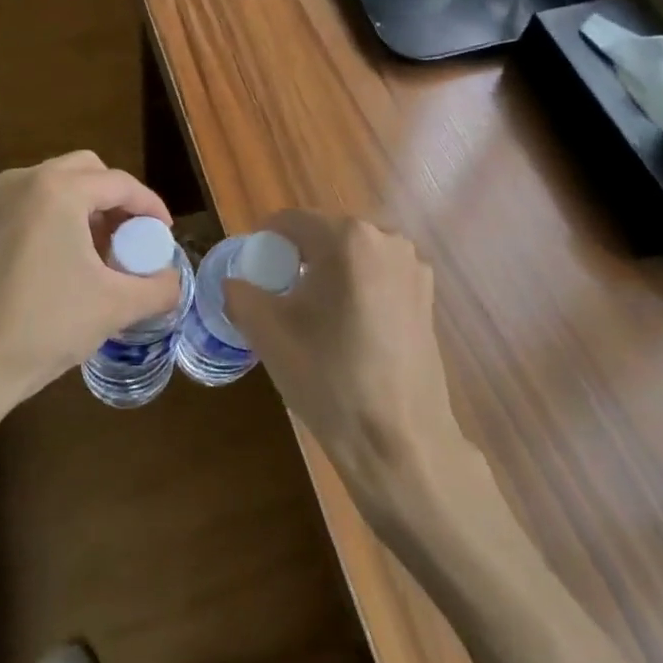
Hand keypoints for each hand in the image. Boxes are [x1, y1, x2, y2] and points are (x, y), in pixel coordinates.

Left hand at [0, 152, 180, 440]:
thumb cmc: (44, 325)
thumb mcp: (115, 307)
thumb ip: (159, 288)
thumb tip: (174, 283)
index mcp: (59, 190)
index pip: (120, 183)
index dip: (151, 207)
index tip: (165, 235)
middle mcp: (25, 183)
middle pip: (87, 172)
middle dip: (116, 200)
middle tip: (133, 236)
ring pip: (57, 186)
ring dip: (88, 209)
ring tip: (104, 252)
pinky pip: (33, 205)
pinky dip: (59, 220)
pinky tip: (68, 263)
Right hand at [225, 211, 469, 523]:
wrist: (401, 441)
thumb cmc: (331, 380)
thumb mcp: (269, 335)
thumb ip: (241, 295)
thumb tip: (235, 282)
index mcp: (348, 238)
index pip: (291, 222)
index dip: (264, 243)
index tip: (253, 274)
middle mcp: (387, 238)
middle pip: (325, 234)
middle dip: (297, 258)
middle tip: (278, 297)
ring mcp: (413, 265)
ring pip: (353, 254)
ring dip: (327, 272)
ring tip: (312, 316)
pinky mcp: (427, 293)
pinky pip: (377, 274)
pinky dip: (356, 287)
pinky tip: (348, 327)